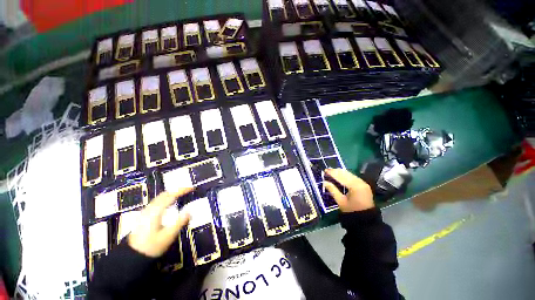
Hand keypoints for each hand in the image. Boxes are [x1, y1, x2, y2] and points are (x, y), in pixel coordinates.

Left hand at [128, 188, 192, 256]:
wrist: (132, 257)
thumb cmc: (151, 246)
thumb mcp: (168, 236)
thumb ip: (180, 222)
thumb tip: (190, 211)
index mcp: (156, 212)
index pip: (171, 196)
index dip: (182, 190)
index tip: (192, 188)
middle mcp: (150, 209)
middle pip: (164, 194)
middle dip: (177, 190)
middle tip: (188, 190)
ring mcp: (145, 212)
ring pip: (159, 197)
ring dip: (171, 193)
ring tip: (181, 194)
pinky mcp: (144, 216)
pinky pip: (157, 202)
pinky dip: (166, 198)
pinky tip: (170, 203)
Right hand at [323, 168, 373, 212]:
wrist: (366, 220)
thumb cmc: (352, 211)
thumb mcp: (340, 201)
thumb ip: (332, 190)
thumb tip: (324, 182)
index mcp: (355, 186)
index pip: (342, 177)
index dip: (333, 173)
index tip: (325, 170)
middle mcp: (360, 182)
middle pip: (346, 173)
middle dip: (336, 171)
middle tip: (327, 170)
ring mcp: (363, 183)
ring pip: (350, 174)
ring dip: (340, 172)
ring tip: (331, 171)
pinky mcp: (363, 185)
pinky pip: (352, 177)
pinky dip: (345, 175)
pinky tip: (339, 175)